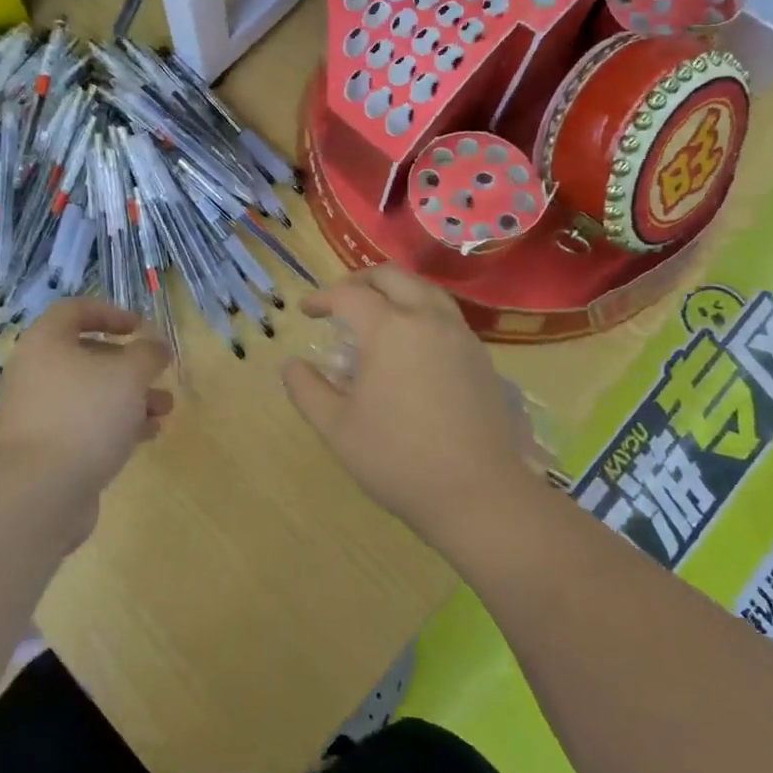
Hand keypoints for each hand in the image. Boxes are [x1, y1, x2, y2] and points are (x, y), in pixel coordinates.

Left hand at [0, 300, 172, 545]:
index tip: (141, 328)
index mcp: (45, 342)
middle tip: (157, 374)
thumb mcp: (128, 375)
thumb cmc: (84, 416)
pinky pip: (85, 424)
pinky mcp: (47, 448)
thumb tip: (156, 345)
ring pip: (91, 393)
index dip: (111, 313)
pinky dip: (116, 424)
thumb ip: (148, 353)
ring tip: (164, 409)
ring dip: (130, 397)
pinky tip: (148, 435)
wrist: (39, 494)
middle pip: (87, 355)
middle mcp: (36, 372)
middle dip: (129, 364)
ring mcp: (39, 412)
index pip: (75, 310)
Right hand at [282, 266, 543, 550]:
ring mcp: (460, 336)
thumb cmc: (398, 459)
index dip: (322, 298)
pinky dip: (420, 311)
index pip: (348, 295)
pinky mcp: (481, 357)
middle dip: (360, 281)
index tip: (306, 311)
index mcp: (390, 329)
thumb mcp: (336, 427)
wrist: (479, 495)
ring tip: (376, 313)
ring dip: (395, 291)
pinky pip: (445, 315)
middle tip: (339, 301)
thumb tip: (291, 364)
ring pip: (424, 290)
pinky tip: (411, 344)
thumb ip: (306, 389)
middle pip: (392, 277)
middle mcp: (428, 319)